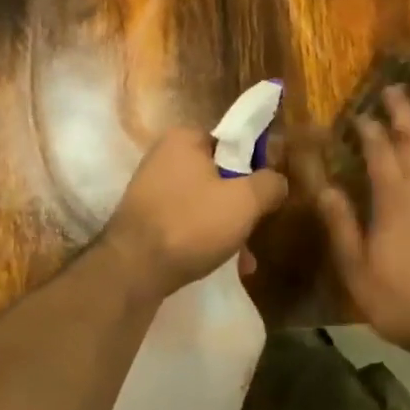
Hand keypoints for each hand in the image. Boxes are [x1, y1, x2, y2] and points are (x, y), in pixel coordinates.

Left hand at [104, 127, 288, 299]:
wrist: (132, 270)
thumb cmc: (191, 224)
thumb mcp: (245, 202)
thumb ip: (269, 184)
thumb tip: (277, 181)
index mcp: (184, 138)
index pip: (231, 142)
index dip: (253, 167)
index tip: (264, 194)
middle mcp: (164, 156)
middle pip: (219, 174)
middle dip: (241, 205)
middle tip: (254, 230)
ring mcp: (151, 187)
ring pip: (204, 201)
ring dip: (226, 226)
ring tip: (243, 259)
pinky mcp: (144, 217)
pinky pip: (186, 220)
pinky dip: (204, 237)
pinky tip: (222, 264)